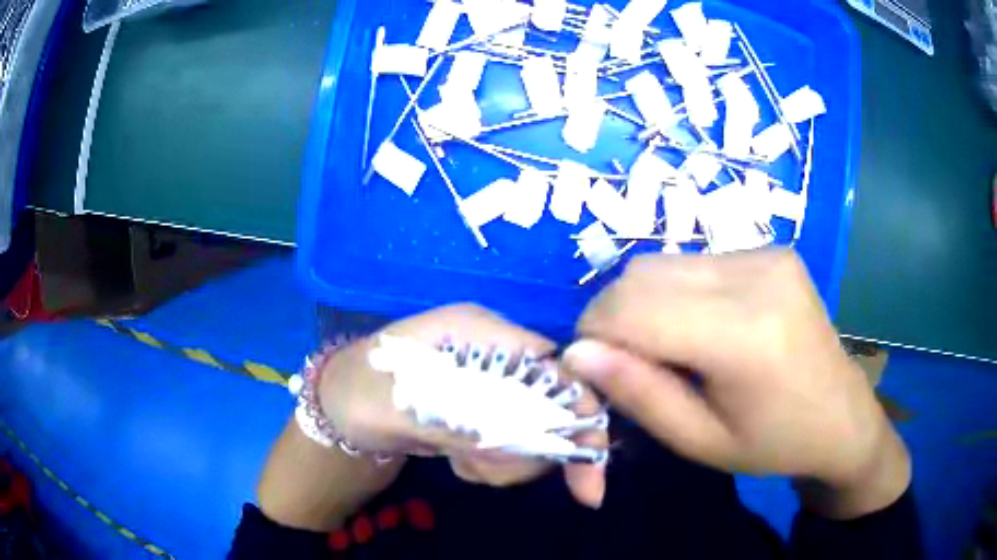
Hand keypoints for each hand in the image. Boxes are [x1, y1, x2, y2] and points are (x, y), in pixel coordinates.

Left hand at [320, 304, 606, 507]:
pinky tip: (458, 460)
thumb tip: (524, 439)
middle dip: (531, 448)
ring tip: (461, 461)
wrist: (338, 408)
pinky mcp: (484, 411)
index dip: (579, 411)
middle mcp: (495, 353)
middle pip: (553, 404)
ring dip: (505, 460)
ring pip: (534, 431)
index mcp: (480, 331)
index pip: (554, 365)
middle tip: (484, 470)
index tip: (587, 469)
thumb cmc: (359, 390)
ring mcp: (491, 384)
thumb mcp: (399, 404)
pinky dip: (493, 463)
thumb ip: (461, 420)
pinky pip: (512, 444)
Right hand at [563, 250, 910, 517]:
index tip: (595, 372)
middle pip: (642, 275)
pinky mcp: (771, 250)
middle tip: (630, 366)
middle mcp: (756, 276)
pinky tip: (702, 327)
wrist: (842, 416)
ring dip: (645, 304)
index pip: (632, 308)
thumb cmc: (774, 444)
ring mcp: (767, 254)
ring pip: (663, 264)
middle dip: (614, 319)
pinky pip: (695, 262)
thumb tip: (577, 353)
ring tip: (670, 349)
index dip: (594, 336)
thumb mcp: (700, 442)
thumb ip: (638, 395)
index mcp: (745, 335)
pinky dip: (677, 294)